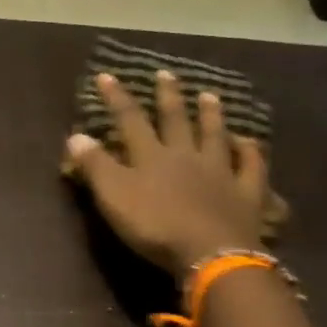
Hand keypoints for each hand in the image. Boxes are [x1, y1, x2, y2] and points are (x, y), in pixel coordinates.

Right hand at [64, 70, 268, 276]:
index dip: (116, 98)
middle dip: (168, 96)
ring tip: (210, 95)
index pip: (130, 120)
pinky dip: (250, 151)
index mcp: (152, 156)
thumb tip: (75, 135)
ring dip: (211, 115)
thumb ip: (96, 166)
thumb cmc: (156, 226)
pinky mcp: (246, 193)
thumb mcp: (114, 197)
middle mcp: (187, 156)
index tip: (106, 76)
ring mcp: (220, 172)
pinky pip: (251, 166)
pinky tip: (249, 142)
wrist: (211, 253)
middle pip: (176, 120)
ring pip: (215, 136)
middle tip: (166, 73)